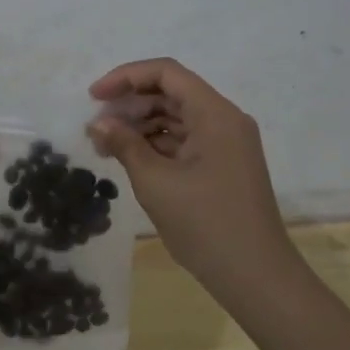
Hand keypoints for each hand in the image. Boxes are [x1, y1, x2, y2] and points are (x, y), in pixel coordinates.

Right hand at [86, 58, 288, 287]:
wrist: (255, 277)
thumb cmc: (205, 223)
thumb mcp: (155, 181)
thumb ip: (124, 144)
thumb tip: (98, 123)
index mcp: (215, 113)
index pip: (166, 73)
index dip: (126, 77)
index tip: (94, 96)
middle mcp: (224, 120)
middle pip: (171, 93)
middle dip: (130, 104)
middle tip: (97, 127)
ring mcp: (226, 143)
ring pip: (177, 117)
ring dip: (140, 125)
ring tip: (106, 146)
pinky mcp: (223, 165)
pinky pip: (185, 140)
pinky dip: (156, 144)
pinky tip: (130, 159)